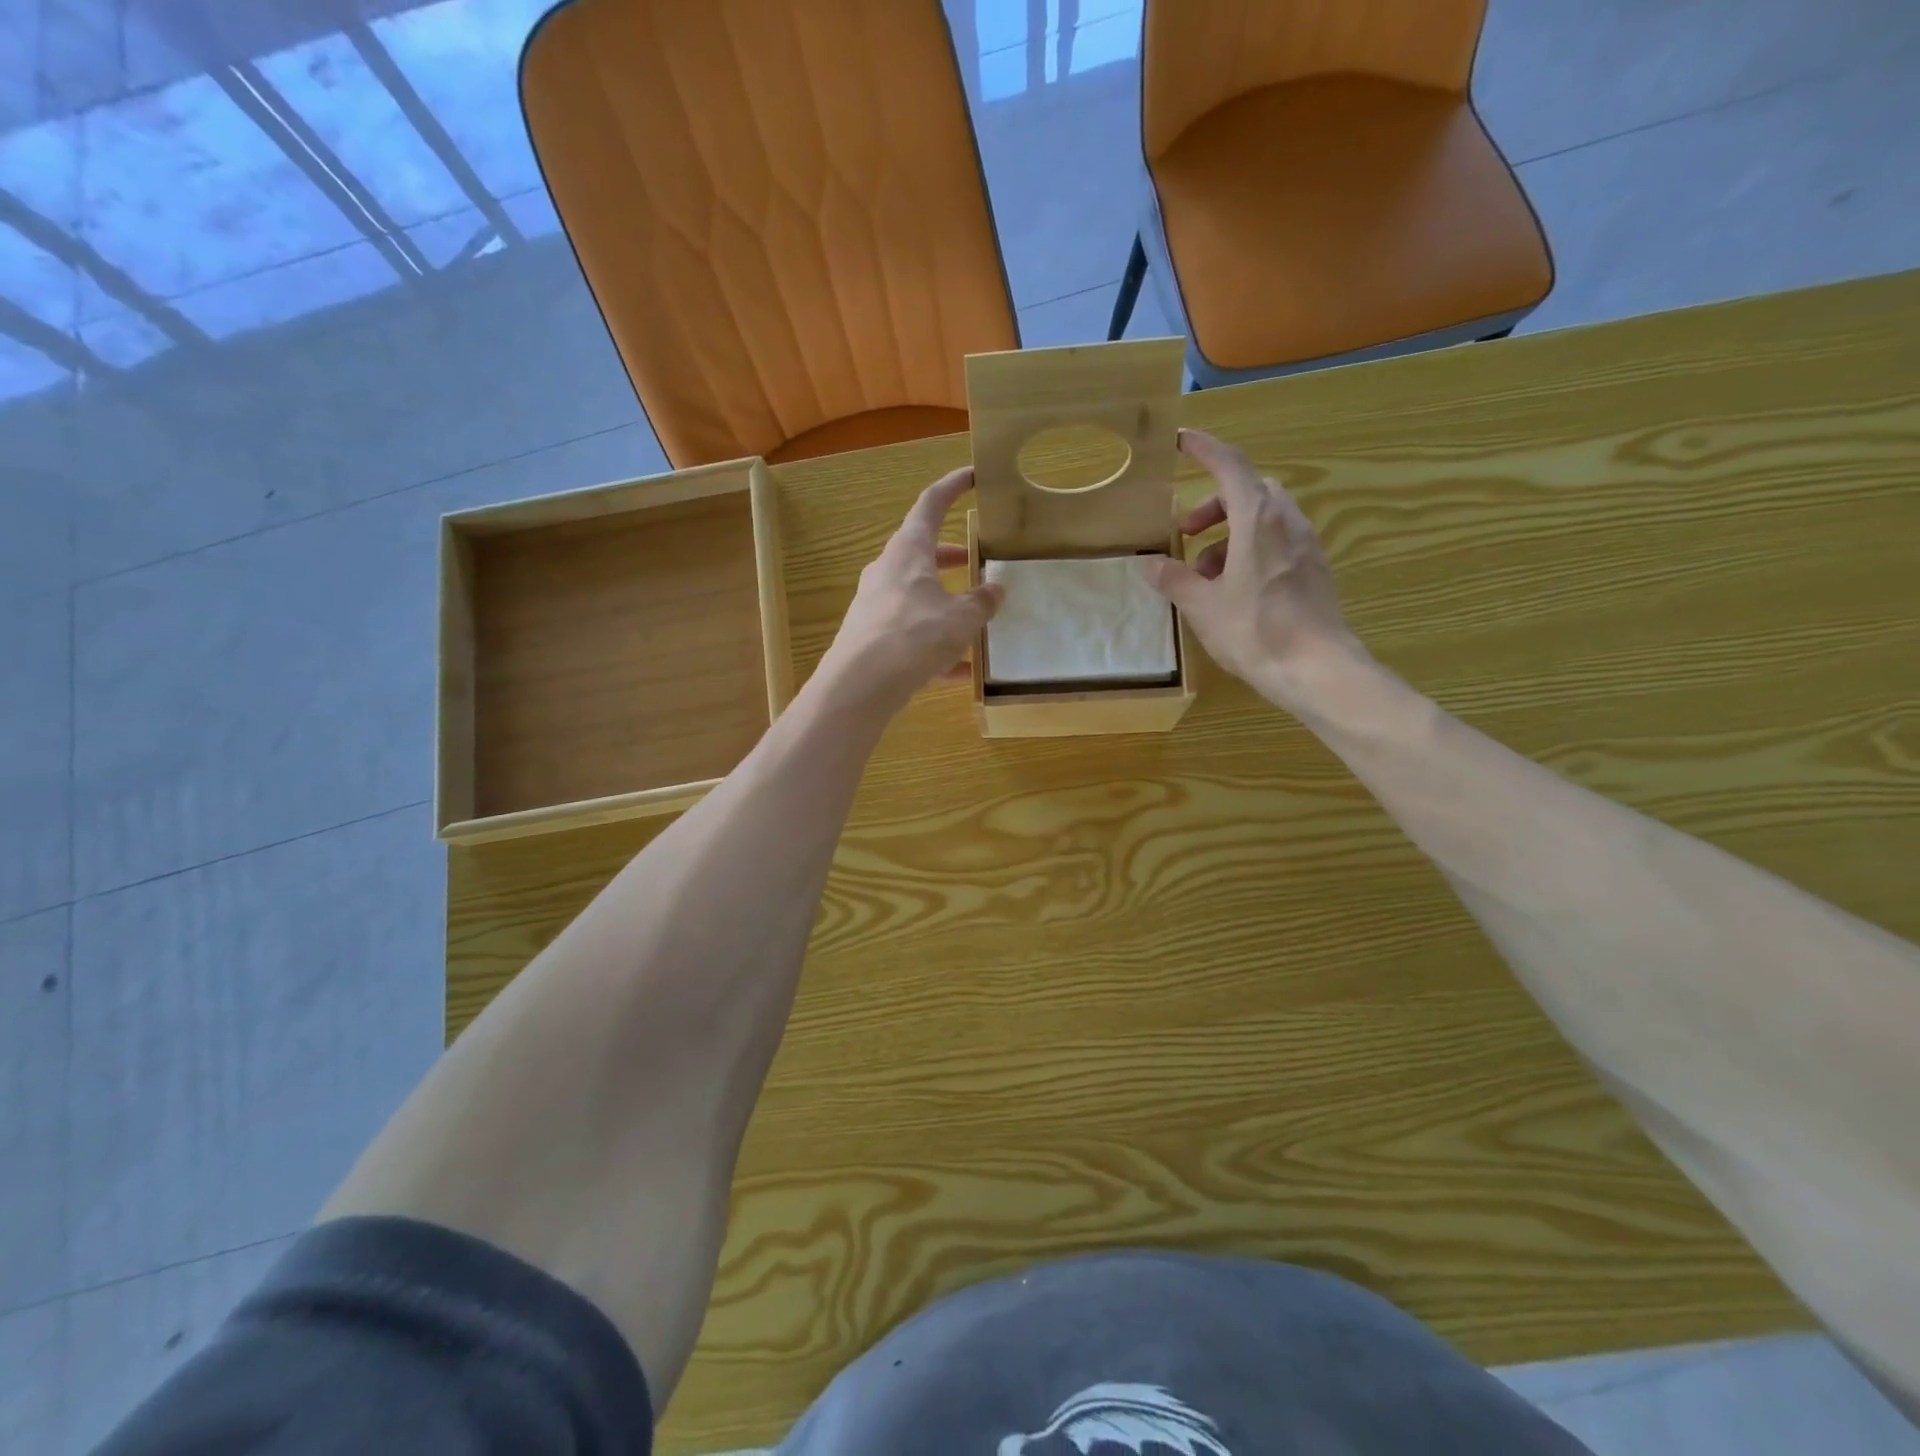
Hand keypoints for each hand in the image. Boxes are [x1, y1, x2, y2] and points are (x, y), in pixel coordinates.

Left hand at [814, 467, 1003, 714]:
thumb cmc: (914, 636)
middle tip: (976, 562)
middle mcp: (886, 572)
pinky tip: (958, 672)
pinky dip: (934, 645)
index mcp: (908, 552)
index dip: (952, 488)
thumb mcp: (961, 618)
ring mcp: (874, 605)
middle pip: (921, 554)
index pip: (930, 505)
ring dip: (944, 604)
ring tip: (974, 623)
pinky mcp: (870, 638)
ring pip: (916, 596)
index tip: (971, 477)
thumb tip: (995, 590)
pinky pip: (909, 633)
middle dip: (951, 557)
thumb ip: (982, 602)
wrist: (860, 684)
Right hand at [1143, 429, 1366, 710]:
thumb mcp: (1202, 606)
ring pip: (1265, 518)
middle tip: (1187, 532)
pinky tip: (1233, 588)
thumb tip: (1150, 563)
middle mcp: (1287, 522)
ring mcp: (1306, 545)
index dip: (1204, 449)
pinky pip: (1278, 542)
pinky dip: (1250, 550)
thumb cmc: (1254, 630)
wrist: (1316, 669)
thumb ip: (1174, 579)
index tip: (1181, 441)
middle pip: (1250, 491)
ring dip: (1230, 533)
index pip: (1230, 466)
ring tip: (1204, 572)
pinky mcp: (1314, 570)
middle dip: (1214, 504)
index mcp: (1258, 519)